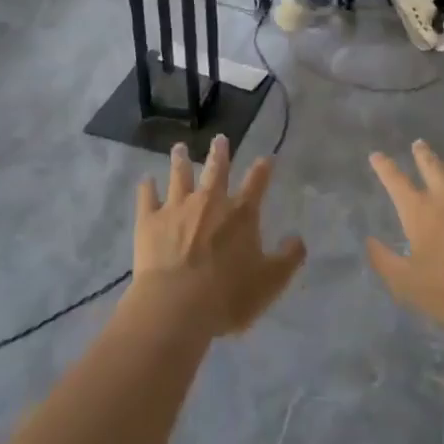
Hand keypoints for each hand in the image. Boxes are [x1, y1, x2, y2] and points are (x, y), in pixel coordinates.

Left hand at [129, 137, 305, 336]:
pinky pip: (147, 197)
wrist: (177, 305)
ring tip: (179, 148)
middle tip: (219, 138)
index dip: (263, 169)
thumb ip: (288, 258)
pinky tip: (146, 180)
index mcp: (241, 214)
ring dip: (180, 161)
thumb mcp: (271, 282)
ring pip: (179, 176)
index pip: (256, 184)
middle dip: (220, 154)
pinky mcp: (149, 220)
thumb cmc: (229, 296)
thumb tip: (298, 239)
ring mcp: (176, 208)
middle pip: (216, 171)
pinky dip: (147, 187)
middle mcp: (209, 202)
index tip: (266, 157)